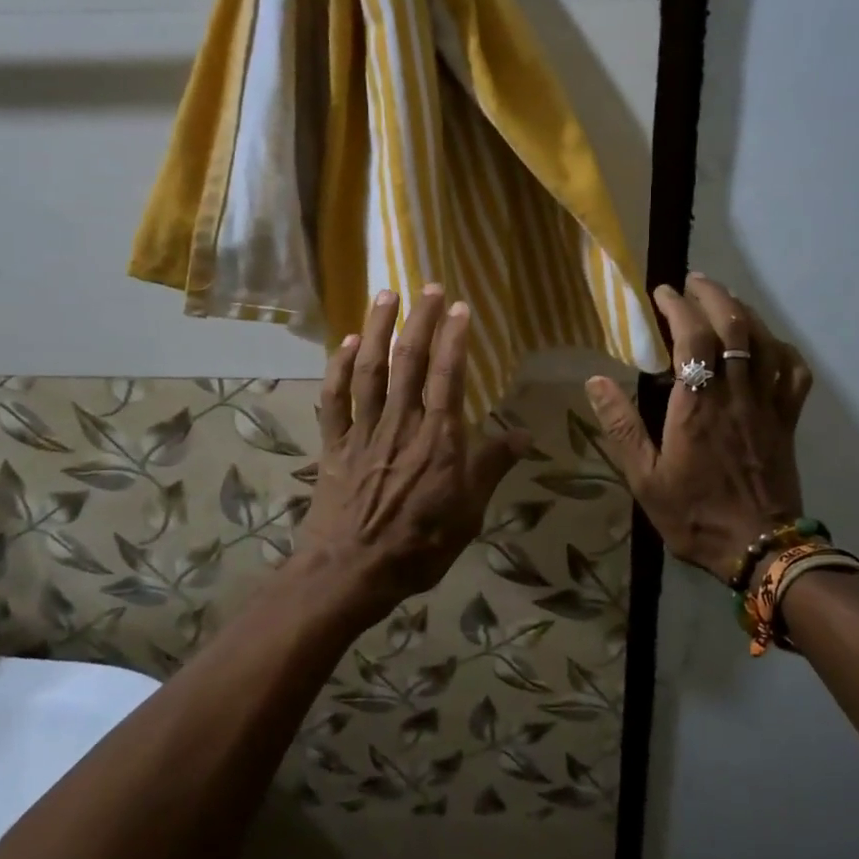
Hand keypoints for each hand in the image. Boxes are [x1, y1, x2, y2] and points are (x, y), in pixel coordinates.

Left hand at [297, 286, 528, 616]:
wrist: (351, 572)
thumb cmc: (419, 546)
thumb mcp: (469, 514)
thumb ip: (491, 468)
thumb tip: (524, 434)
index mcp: (438, 440)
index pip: (449, 377)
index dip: (454, 339)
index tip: (460, 307)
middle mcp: (400, 424)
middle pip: (409, 362)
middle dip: (419, 321)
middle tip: (429, 286)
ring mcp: (363, 431)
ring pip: (369, 370)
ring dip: (377, 329)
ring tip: (386, 294)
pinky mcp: (334, 444)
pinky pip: (335, 399)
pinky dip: (338, 368)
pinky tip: (346, 343)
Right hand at [586, 273, 811, 582]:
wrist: (760, 550)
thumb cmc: (695, 516)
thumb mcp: (644, 479)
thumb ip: (621, 427)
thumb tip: (595, 382)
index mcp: (697, 407)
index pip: (693, 338)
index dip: (678, 307)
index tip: (662, 292)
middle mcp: (735, 395)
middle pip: (734, 327)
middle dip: (713, 295)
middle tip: (693, 282)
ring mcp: (767, 406)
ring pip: (764, 342)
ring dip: (744, 311)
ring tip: (723, 299)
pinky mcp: (787, 420)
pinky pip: (793, 372)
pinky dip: (781, 348)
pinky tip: (767, 343)